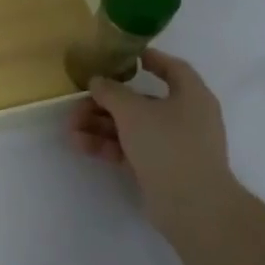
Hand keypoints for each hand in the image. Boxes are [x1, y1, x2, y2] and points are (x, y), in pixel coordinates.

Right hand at [67, 50, 232, 215]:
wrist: (194, 207)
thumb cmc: (168, 145)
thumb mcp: (133, 112)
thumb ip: (111, 92)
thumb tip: (97, 80)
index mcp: (191, 96)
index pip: (172, 68)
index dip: (149, 59)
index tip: (122, 57)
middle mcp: (186, 117)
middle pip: (142, 101)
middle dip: (106, 102)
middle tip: (78, 102)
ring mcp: (175, 145)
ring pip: (132, 127)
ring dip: (101, 125)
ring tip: (70, 128)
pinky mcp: (163, 169)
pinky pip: (131, 149)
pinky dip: (108, 146)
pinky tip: (80, 145)